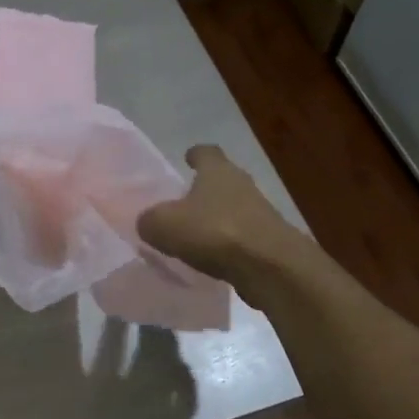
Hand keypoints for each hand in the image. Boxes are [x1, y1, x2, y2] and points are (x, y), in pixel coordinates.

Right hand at [137, 144, 297, 296]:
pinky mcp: (269, 240)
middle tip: (184, 203)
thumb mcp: (165, 225)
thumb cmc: (215, 232)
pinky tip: (212, 259)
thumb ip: (149, 220)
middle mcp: (242, 184)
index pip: (206, 152)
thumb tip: (147, 222)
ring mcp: (260, 212)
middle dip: (204, 190)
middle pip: (221, 180)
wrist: (270, 266)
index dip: (195, 155)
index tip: (187, 159)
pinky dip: (227, 245)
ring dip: (216, 219)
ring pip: (232, 209)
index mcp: (217, 170)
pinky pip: (241, 237)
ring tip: (194, 236)